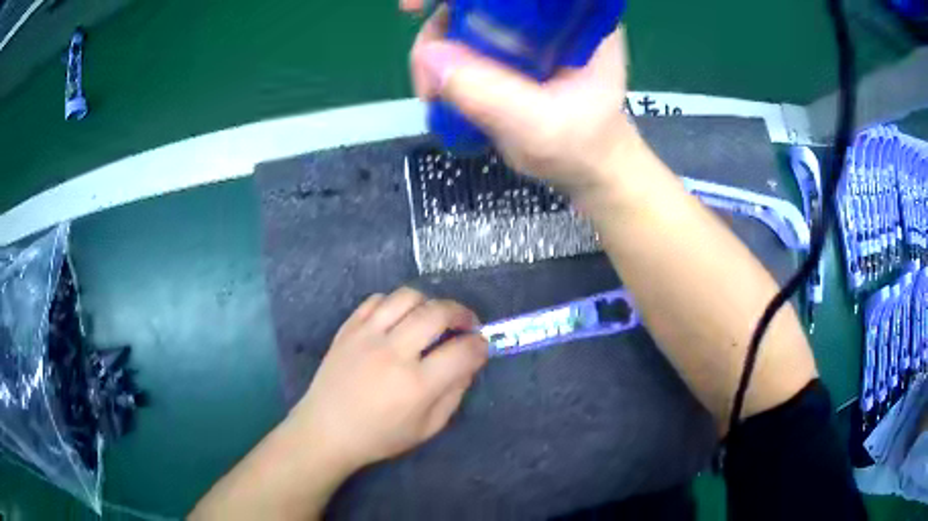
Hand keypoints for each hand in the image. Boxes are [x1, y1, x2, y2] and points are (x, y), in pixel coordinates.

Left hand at [289, 287, 487, 473]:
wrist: (326, 430)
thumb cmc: (379, 436)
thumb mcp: (427, 428)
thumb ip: (454, 394)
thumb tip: (469, 362)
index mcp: (416, 385)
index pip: (462, 351)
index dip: (480, 345)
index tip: (481, 346)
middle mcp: (393, 353)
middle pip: (437, 313)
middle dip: (461, 313)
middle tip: (466, 324)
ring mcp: (366, 336)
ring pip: (406, 297)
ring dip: (429, 303)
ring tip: (432, 318)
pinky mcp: (348, 329)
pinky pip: (376, 300)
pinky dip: (395, 303)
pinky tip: (400, 319)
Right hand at [403, 1, 638, 199]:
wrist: (588, 167)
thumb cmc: (581, 147)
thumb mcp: (540, 126)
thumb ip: (490, 94)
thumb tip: (428, 55)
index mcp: (572, 18)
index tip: (416, 7)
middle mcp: (547, 14)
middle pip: (476, 1)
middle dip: (438, 27)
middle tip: (423, 73)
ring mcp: (525, 31)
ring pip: (461, 19)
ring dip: (434, 53)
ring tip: (432, 95)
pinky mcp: (507, 49)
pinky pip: (461, 42)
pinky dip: (441, 64)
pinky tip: (440, 93)